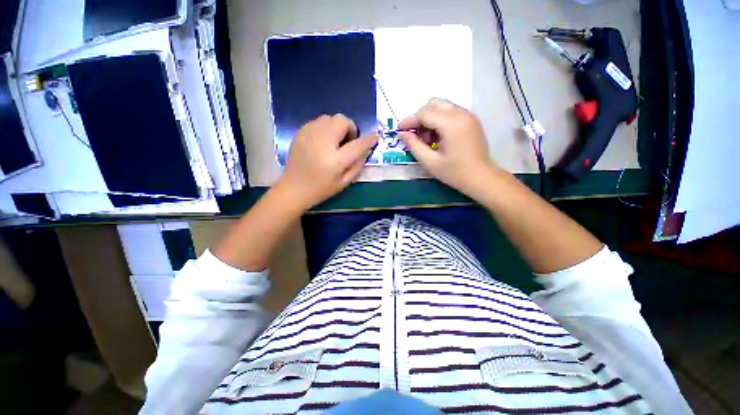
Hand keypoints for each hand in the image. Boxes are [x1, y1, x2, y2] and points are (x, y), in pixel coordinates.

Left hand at [277, 114, 378, 209]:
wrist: (293, 189)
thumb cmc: (321, 189)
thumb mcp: (344, 182)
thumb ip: (357, 165)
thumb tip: (366, 149)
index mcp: (335, 160)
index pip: (357, 144)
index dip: (369, 139)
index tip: (376, 135)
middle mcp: (322, 143)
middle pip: (341, 120)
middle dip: (349, 128)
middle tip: (347, 141)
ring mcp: (309, 135)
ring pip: (329, 117)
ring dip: (336, 126)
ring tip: (334, 140)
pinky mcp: (300, 133)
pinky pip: (317, 121)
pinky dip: (324, 127)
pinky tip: (323, 141)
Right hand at [400, 98, 501, 199]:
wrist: (481, 178)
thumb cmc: (455, 173)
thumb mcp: (430, 162)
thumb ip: (414, 146)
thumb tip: (402, 134)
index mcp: (452, 124)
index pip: (425, 114)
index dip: (409, 121)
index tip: (398, 130)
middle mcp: (461, 114)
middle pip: (434, 104)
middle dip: (419, 117)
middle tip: (413, 134)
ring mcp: (468, 116)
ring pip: (442, 107)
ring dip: (429, 119)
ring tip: (425, 139)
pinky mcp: (471, 121)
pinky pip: (450, 113)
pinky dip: (439, 121)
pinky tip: (436, 138)